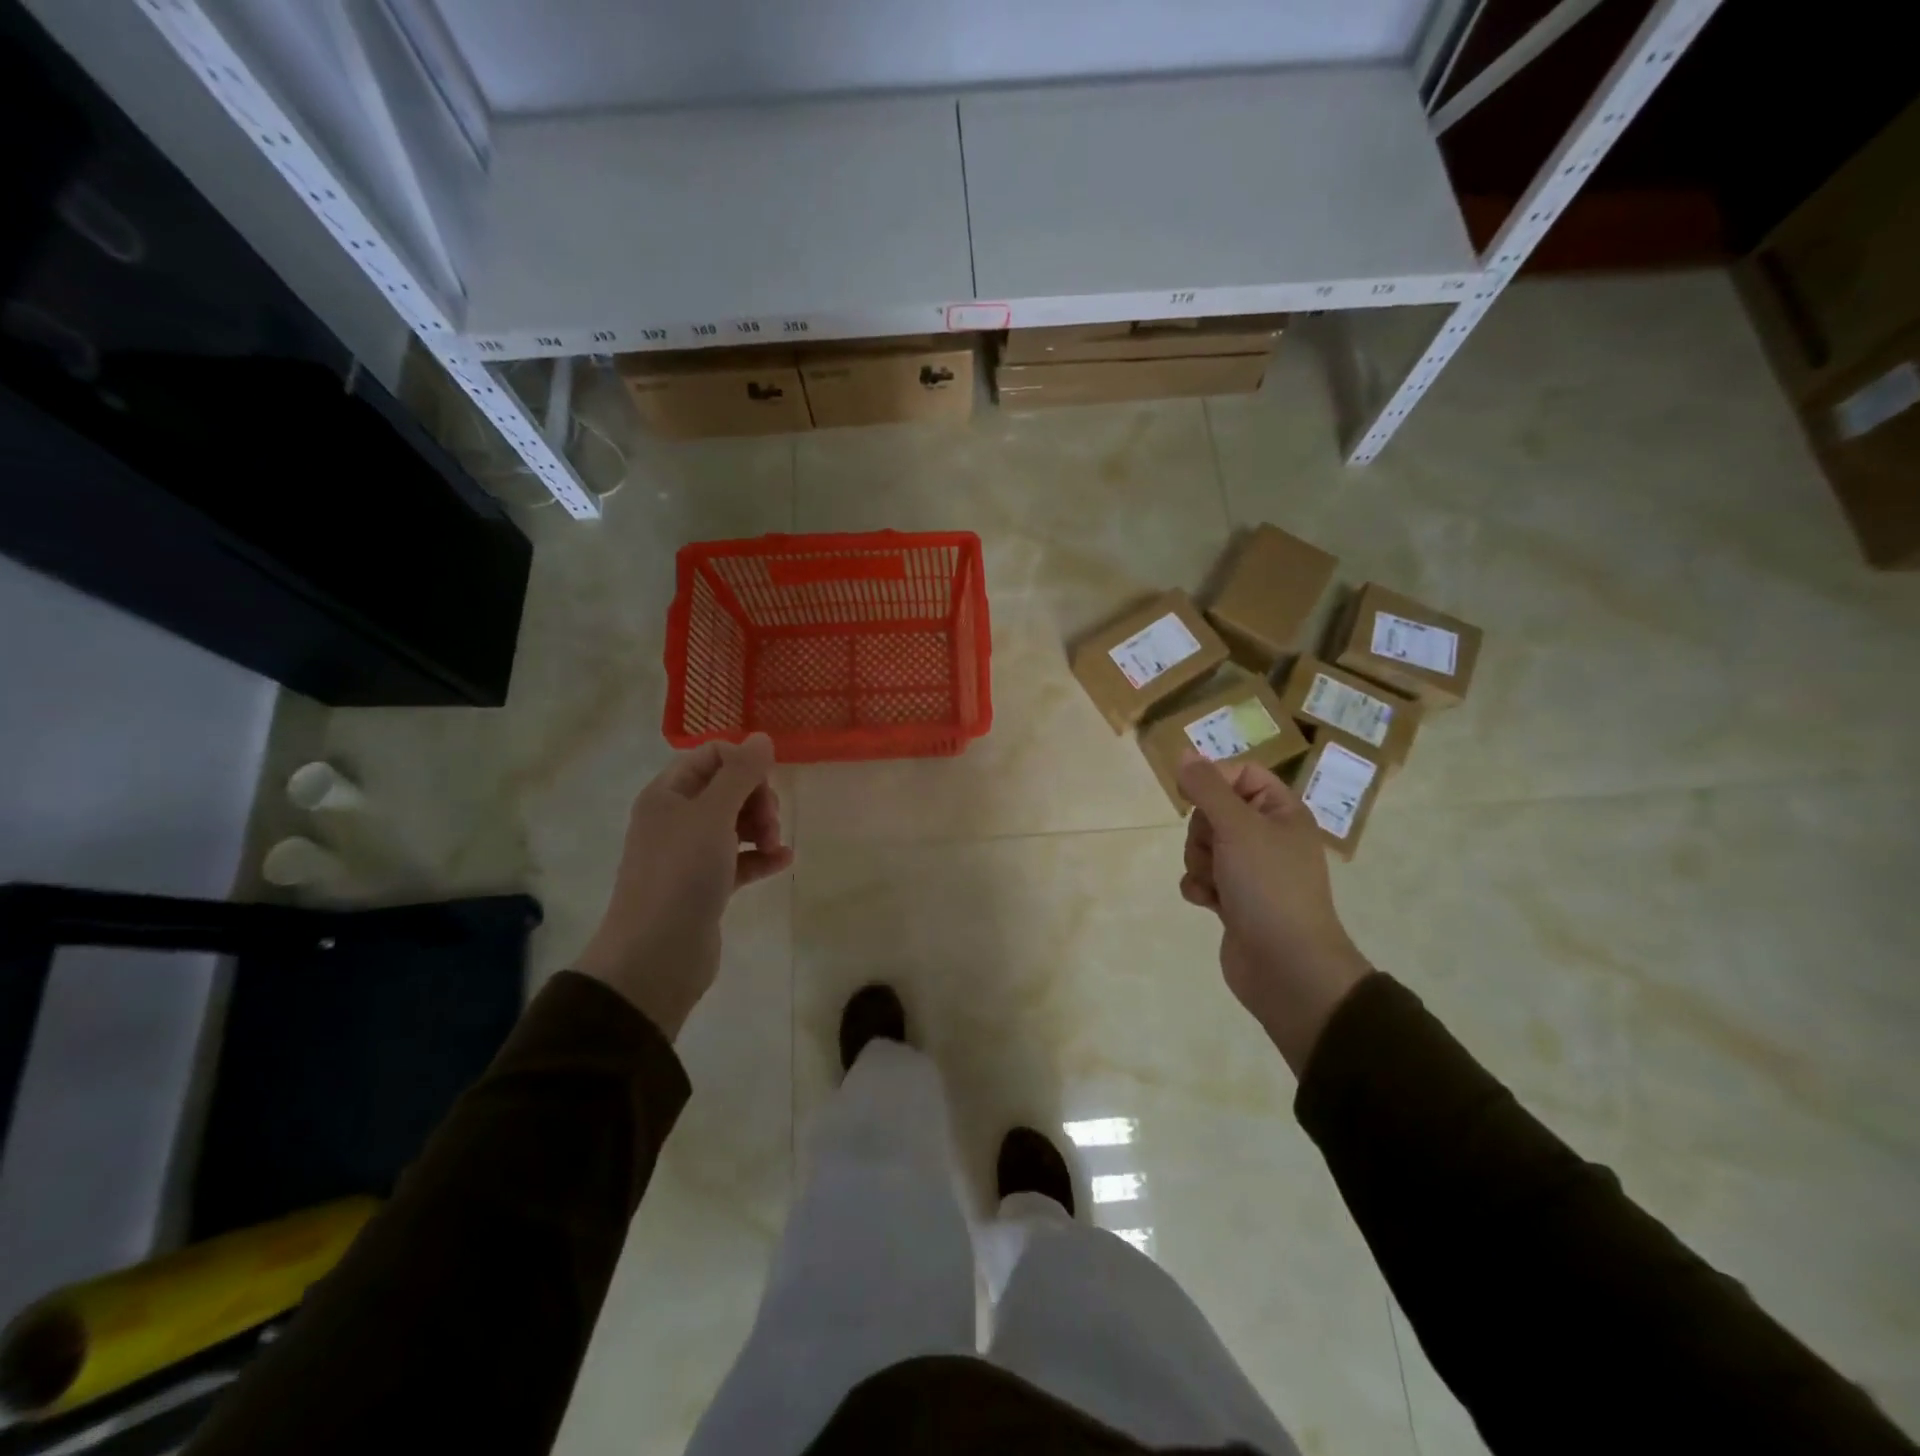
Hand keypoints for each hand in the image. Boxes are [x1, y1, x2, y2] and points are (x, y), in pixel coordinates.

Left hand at [576, 734, 792, 1037]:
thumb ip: (740, 773)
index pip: (711, 756)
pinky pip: (739, 859)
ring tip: (774, 845)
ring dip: (762, 826)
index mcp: (668, 794)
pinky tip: (783, 861)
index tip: (765, 784)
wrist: (656, 954)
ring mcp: (690, 854)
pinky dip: (761, 856)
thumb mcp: (713, 814)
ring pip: (735, 823)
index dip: (743, 763)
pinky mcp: (705, 886)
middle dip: (757, 798)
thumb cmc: (681, 874)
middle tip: (769, 821)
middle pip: (727, 788)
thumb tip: (761, 737)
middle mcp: (676, 819)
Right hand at [1176, 751, 1370, 1073]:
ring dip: (1199, 862)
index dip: (1215, 782)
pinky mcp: (1235, 900)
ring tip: (1216, 883)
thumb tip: (1184, 753)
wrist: (1287, 966)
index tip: (1195, 798)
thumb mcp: (1237, 827)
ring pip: (1204, 846)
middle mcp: (1268, 837)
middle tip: (1218, 851)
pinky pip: (1202, 877)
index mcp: (1282, 812)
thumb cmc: (1269, 886)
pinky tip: (1210, 903)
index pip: (1242, 774)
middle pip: (1215, 811)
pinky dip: (1200, 887)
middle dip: (1203, 832)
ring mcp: (1251, 871)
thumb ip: (1207, 787)